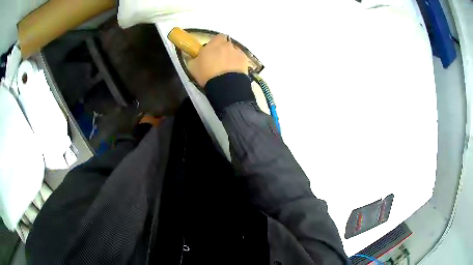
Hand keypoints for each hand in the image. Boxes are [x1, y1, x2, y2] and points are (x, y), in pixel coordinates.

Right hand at [188, 34, 248, 86]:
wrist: (225, 85)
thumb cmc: (206, 74)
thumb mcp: (193, 66)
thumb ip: (195, 58)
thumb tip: (196, 57)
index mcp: (214, 44)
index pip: (218, 37)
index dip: (216, 43)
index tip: (212, 50)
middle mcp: (227, 45)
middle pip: (227, 44)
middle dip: (224, 50)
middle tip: (219, 60)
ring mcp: (238, 52)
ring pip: (234, 52)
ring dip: (231, 56)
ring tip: (227, 68)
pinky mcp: (245, 61)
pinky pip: (241, 60)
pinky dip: (238, 63)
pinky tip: (234, 72)